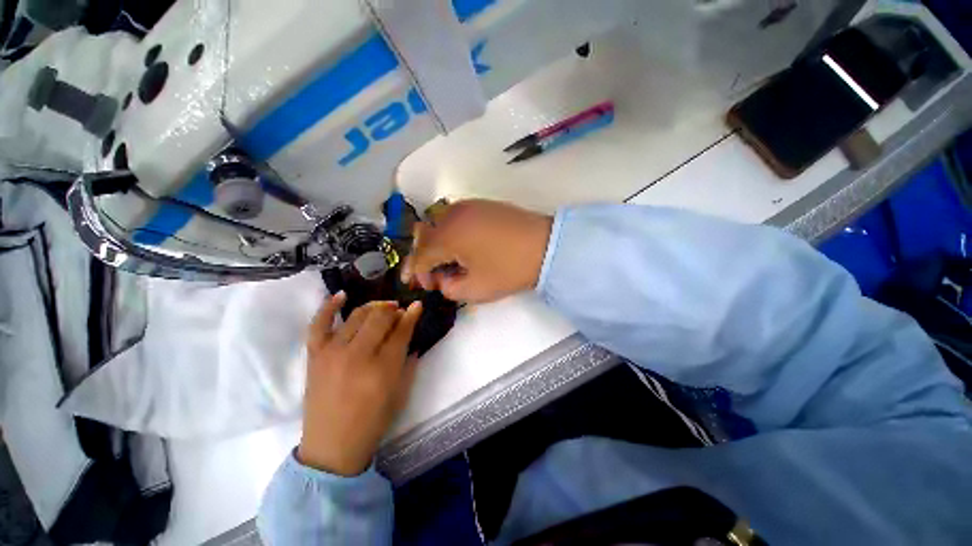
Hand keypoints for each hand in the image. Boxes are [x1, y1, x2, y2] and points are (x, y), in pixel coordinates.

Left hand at [298, 293, 422, 475]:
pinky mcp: (315, 355)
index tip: (417, 305)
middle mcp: (358, 355)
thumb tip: (411, 335)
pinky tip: (341, 295)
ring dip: (374, 307)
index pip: (401, 330)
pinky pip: (319, 324)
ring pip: (357, 315)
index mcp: (383, 368)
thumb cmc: (373, 421)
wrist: (332, 446)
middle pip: (380, 318)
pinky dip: (328, 306)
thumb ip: (409, 361)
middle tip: (399, 312)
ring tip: (382, 308)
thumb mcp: (401, 392)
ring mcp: (333, 352)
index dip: (411, 315)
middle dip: (394, 310)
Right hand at [402, 199, 552, 302]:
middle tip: (435, 275)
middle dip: (424, 258)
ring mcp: (467, 206)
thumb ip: (450, 289)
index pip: (420, 256)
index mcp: (448, 236)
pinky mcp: (481, 204)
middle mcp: (452, 215)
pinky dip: (450, 232)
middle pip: (424, 237)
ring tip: (449, 261)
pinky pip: (454, 217)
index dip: (417, 273)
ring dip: (436, 244)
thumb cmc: (510, 270)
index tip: (424, 286)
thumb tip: (443, 280)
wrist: (545, 246)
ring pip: (438, 224)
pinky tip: (463, 246)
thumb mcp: (477, 290)